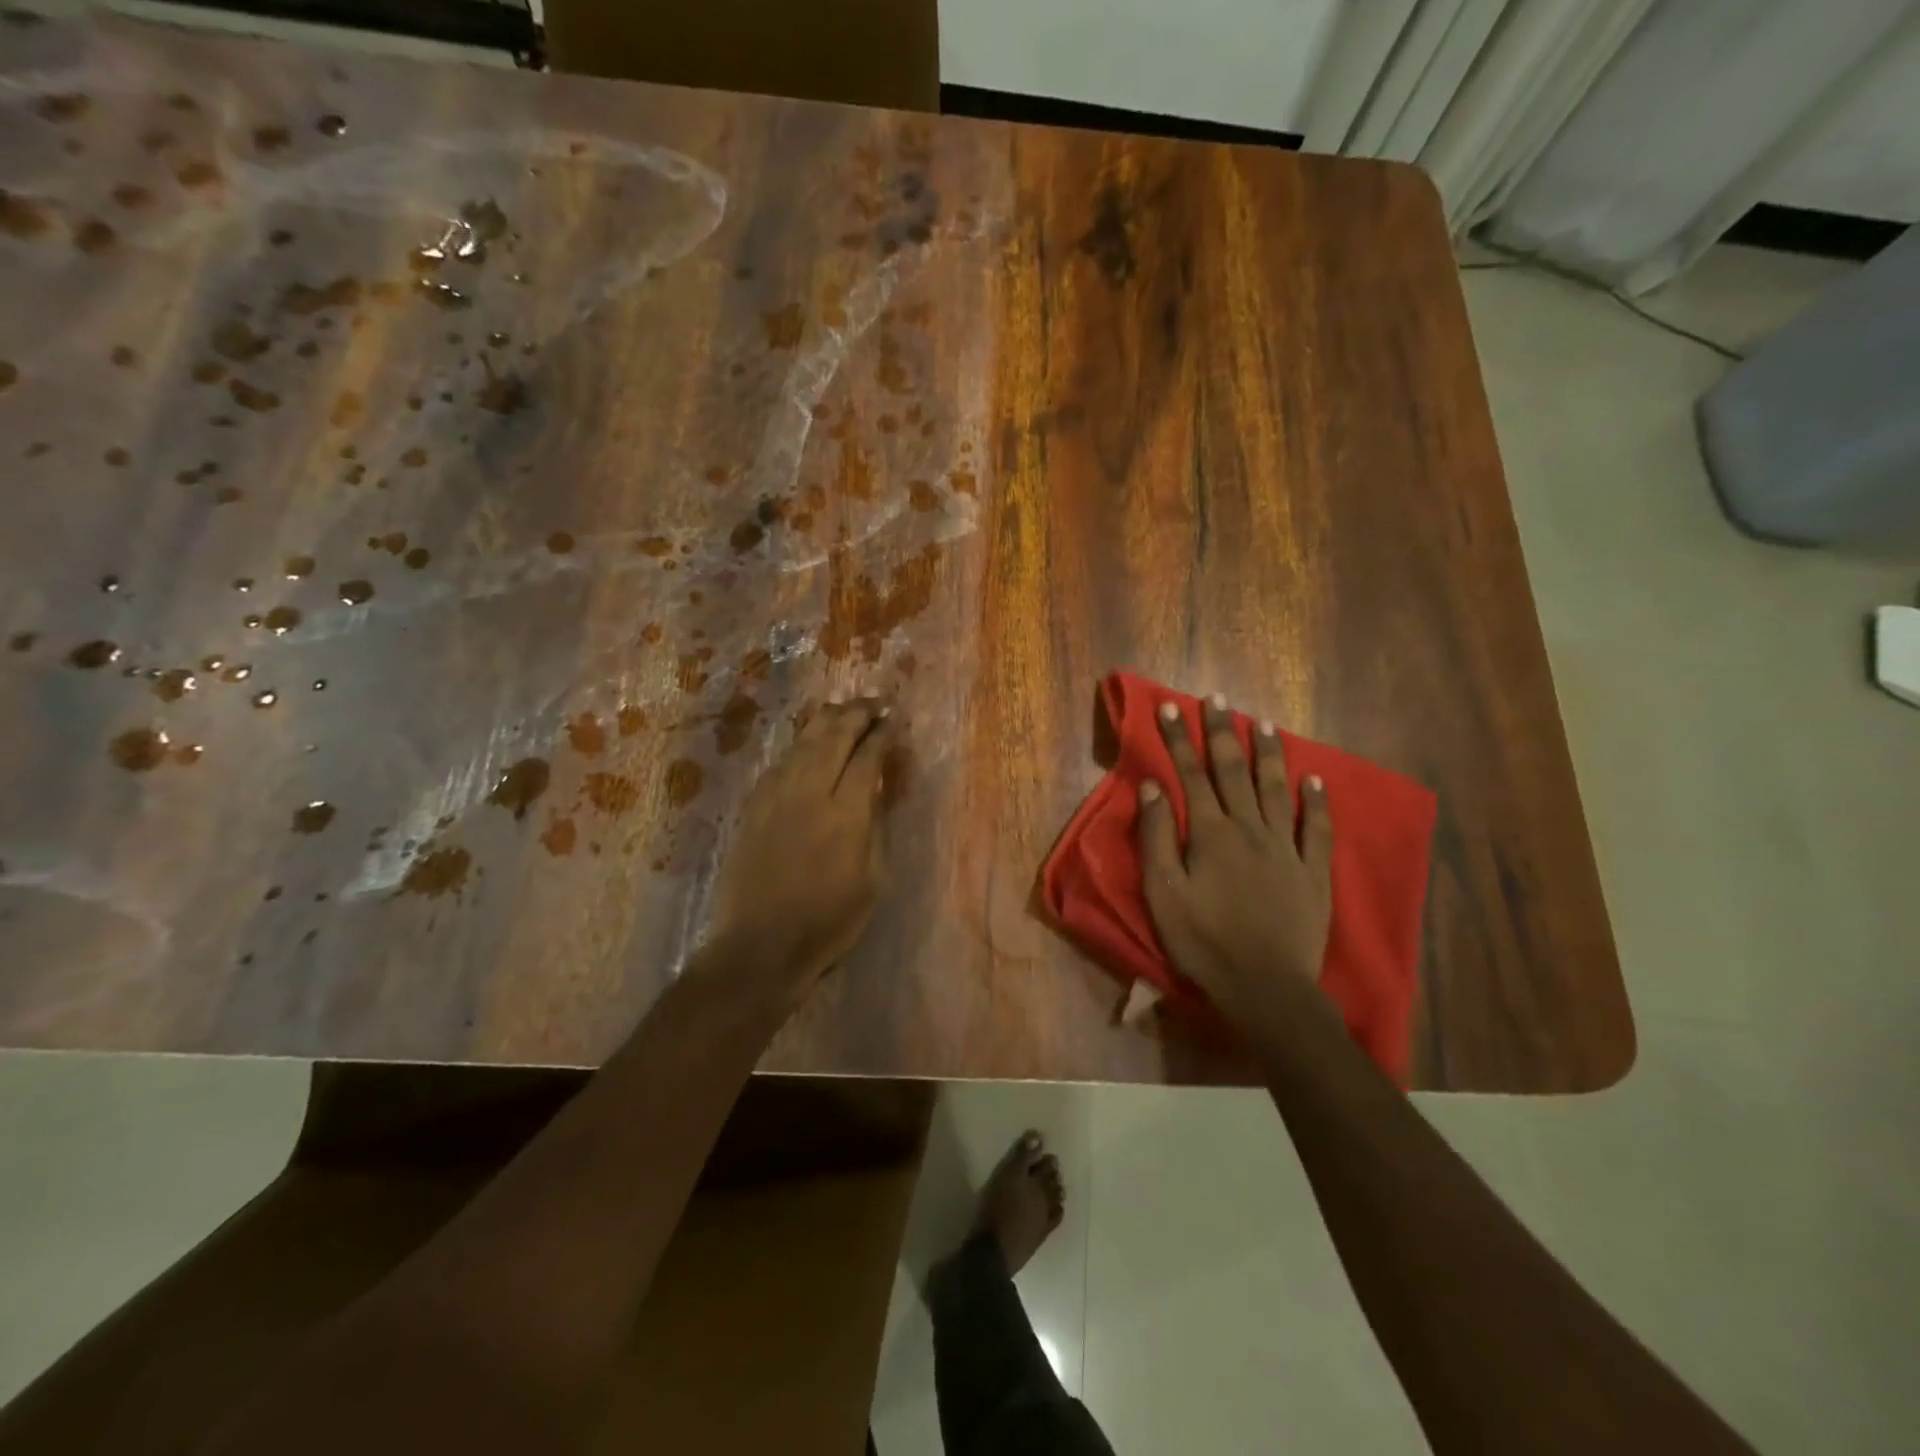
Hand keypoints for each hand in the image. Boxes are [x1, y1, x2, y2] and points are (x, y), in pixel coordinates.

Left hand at [706, 694, 894, 996]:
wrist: (759, 946)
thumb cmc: (829, 922)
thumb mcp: (872, 879)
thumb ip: (875, 827)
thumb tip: (876, 790)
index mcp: (846, 812)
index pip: (867, 756)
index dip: (883, 734)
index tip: (893, 720)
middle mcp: (810, 792)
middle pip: (834, 736)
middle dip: (856, 713)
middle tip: (872, 702)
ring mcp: (776, 796)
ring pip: (803, 742)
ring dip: (826, 721)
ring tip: (842, 710)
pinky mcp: (753, 807)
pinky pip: (780, 762)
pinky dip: (799, 745)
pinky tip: (807, 744)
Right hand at [1136, 693, 1333, 1033]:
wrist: (1266, 987)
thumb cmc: (1204, 941)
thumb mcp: (1163, 892)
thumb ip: (1157, 836)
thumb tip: (1152, 786)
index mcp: (1210, 833)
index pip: (1191, 774)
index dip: (1178, 738)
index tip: (1169, 706)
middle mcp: (1250, 828)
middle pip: (1233, 771)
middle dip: (1221, 732)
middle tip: (1216, 699)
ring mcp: (1286, 847)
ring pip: (1276, 789)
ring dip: (1267, 753)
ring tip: (1262, 722)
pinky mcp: (1313, 871)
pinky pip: (1318, 827)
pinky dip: (1318, 801)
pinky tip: (1316, 778)